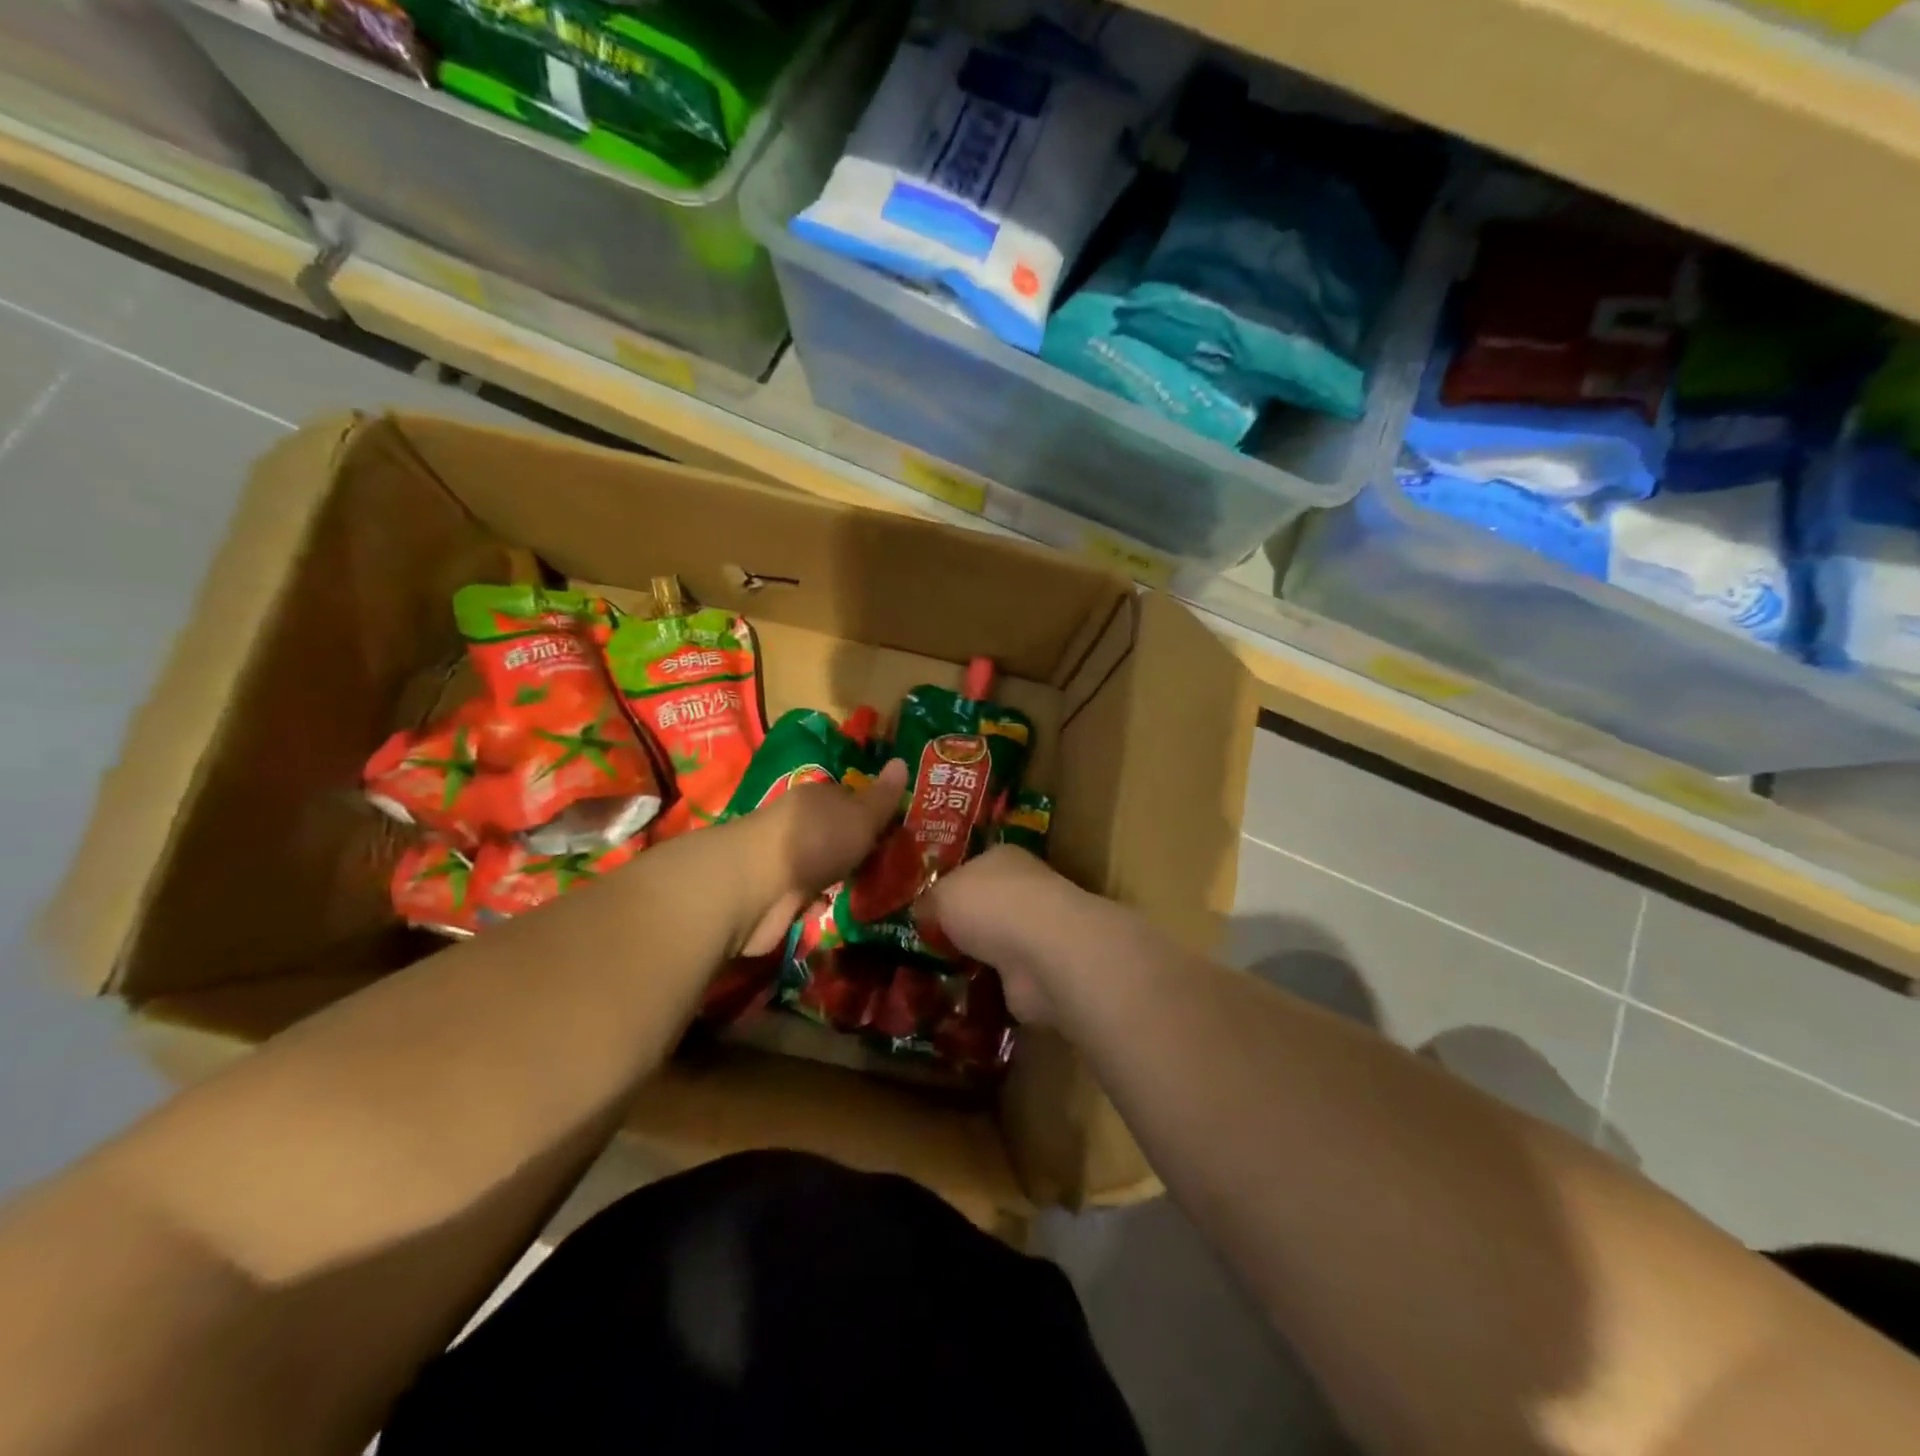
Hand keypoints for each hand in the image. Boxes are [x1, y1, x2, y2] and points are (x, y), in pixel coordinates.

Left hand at [733, 759, 908, 956]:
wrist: (757, 887)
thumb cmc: (814, 840)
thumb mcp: (860, 816)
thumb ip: (882, 797)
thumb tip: (902, 761)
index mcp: (818, 798)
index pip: (851, 799)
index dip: (874, 815)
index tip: (898, 833)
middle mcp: (799, 825)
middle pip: (836, 834)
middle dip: (858, 850)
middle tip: (893, 867)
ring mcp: (786, 860)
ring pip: (822, 866)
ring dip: (839, 878)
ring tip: (874, 892)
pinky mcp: (776, 895)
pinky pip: (807, 896)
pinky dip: (819, 903)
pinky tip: (838, 910)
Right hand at [920, 845, 1081, 1026]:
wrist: (1042, 953)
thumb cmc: (990, 904)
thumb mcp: (942, 893)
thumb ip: (930, 901)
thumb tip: (922, 912)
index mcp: (1003, 858)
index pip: (972, 867)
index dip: (947, 885)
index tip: (922, 907)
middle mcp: (1024, 890)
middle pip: (985, 906)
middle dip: (960, 925)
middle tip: (922, 943)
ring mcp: (1035, 933)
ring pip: (995, 944)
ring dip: (973, 958)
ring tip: (932, 973)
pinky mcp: (1038, 973)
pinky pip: (1002, 979)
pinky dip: (985, 988)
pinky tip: (956, 995)